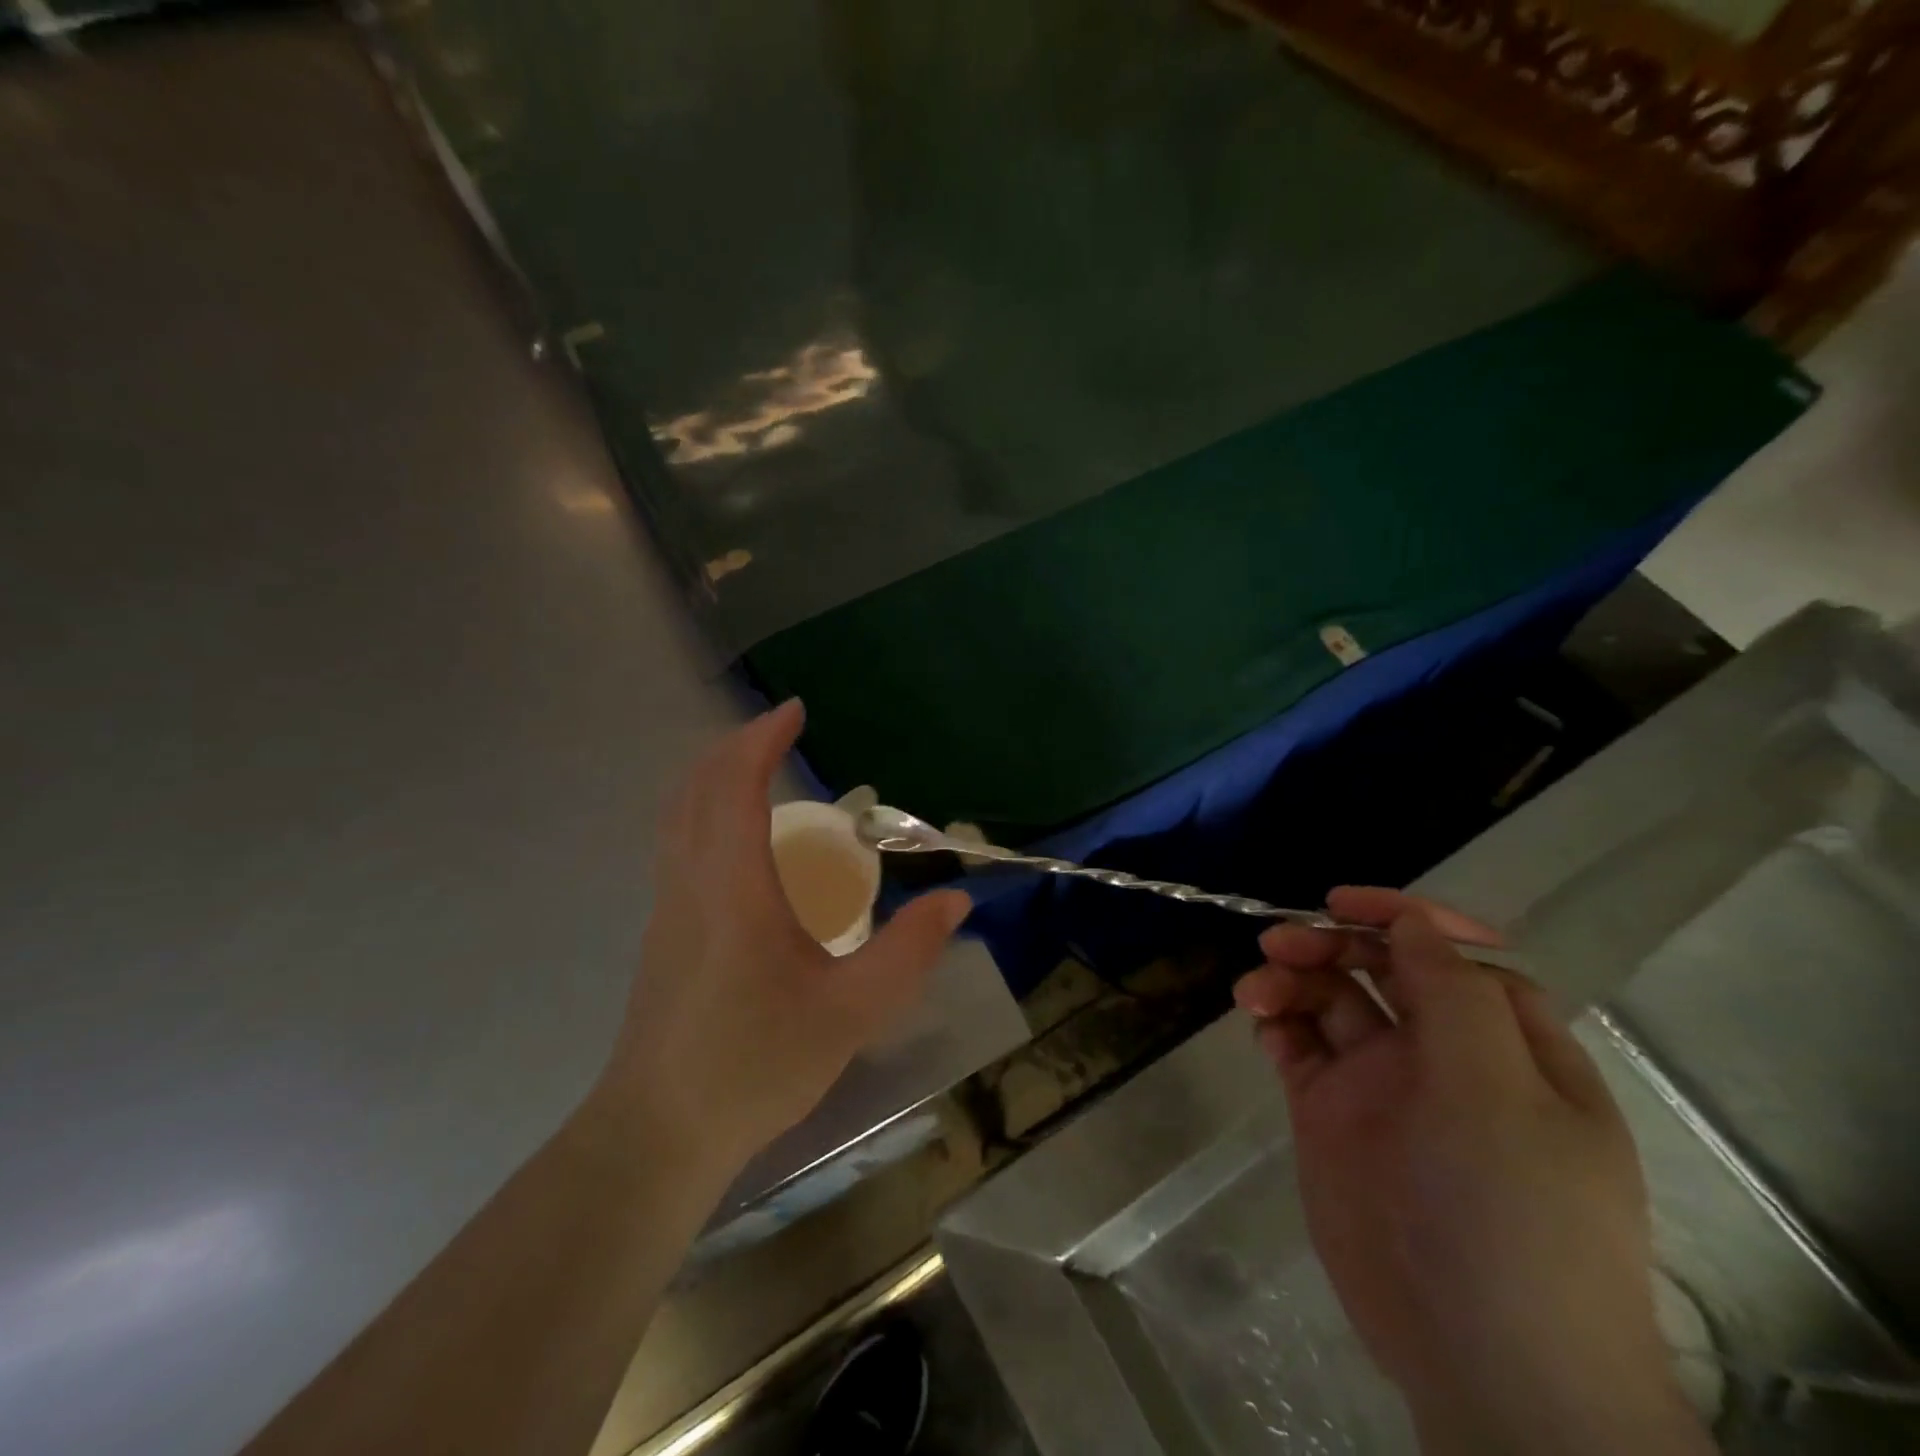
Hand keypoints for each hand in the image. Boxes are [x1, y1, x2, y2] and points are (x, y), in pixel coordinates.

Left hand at [591, 700, 969, 1173]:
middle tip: (782, 732)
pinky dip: (703, 808)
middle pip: (697, 787)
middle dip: (737, 746)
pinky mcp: (662, 930)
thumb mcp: (852, 1012)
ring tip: (760, 769)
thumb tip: (955, 899)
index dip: (762, 740)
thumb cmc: (755, 1065)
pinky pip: (677, 841)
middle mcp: (690, 881)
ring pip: (678, 813)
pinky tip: (739, 838)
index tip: (796, 711)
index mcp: (733, 888)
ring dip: (714, 774)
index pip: (737, 787)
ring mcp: (667, 905)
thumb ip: (909, 952)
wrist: (659, 1131)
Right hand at [1233, 888, 1709, 1455]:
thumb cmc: (1510, 1210)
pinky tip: (1262, 1026)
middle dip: (1329, 945)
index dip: (1402, 918)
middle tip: (1278, 944)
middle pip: (1379, 970)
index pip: (1452, 955)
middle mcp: (1443, 1055)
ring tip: (1256, 992)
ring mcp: (1382, 1086)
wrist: (1480, 1358)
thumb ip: (1453, 995)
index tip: (1342, 904)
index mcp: (1505, 1044)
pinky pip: (1299, 1048)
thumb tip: (1412, 922)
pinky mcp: (1331, 1115)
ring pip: (1330, 1003)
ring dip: (1291, 980)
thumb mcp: (1499, 1091)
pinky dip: (1278, 1024)